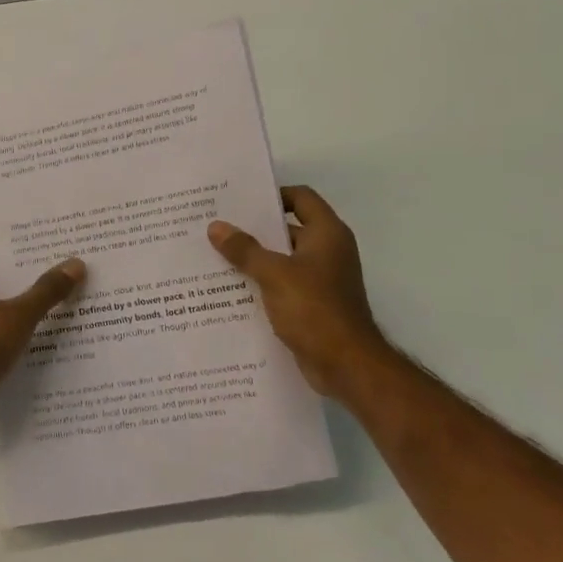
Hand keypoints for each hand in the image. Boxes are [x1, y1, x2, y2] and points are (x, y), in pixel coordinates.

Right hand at [207, 186, 391, 399]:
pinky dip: (263, 284)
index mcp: (327, 234)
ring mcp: (322, 280)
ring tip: (217, 256)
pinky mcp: (314, 305)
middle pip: (289, 228)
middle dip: (255, 229)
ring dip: (256, 259)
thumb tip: (216, 227)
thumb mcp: (274, 275)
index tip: (240, 201)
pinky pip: (284, 285)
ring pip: (283, 259)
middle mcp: (328, 251)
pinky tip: (232, 289)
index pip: (301, 197)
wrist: (346, 366)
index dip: (273, 195)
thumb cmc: (314, 309)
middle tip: (218, 226)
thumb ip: (245, 250)